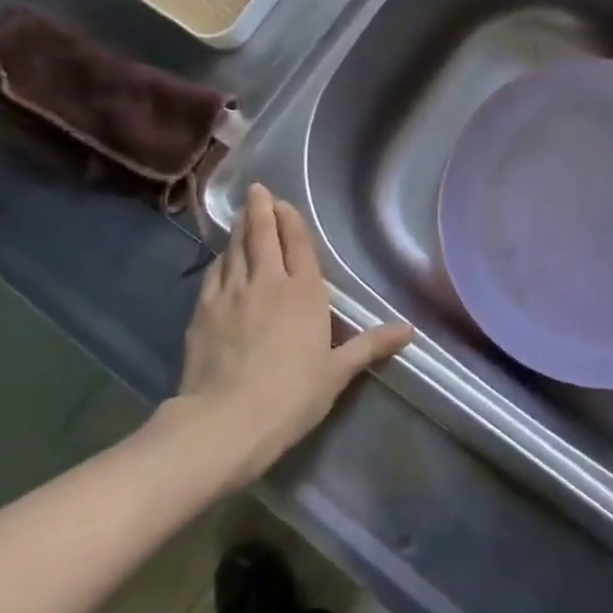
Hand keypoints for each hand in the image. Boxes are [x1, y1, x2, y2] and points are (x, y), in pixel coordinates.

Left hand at [162, 184, 411, 485]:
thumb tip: (409, 330)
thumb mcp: (336, 373)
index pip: (297, 243)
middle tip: (257, 191)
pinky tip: (220, 258)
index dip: (289, 220)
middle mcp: (267, 281)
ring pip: (235, 249)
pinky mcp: (203, 311)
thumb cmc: (291, 396)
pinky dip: (219, 260)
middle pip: (262, 235)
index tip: (282, 203)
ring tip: (239, 215)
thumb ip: (370, 345)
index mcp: (304, 291)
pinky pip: (213, 274)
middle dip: (260, 210)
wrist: (226, 421)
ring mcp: (231, 293)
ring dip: (238, 229)